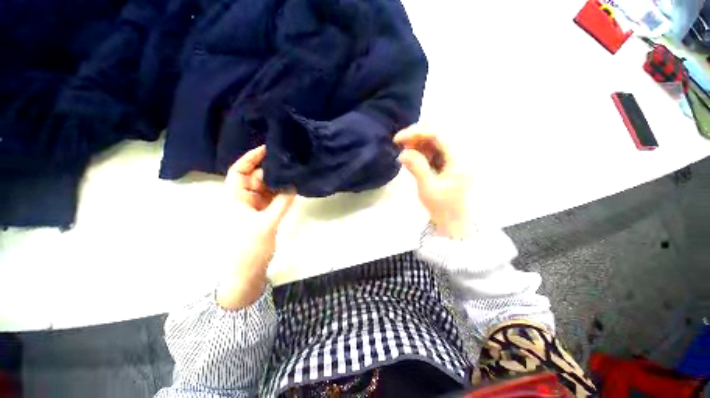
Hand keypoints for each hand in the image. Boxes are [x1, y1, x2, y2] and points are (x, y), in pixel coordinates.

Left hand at [216, 145, 295, 309]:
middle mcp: (244, 199)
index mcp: (235, 198)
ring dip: (279, 183)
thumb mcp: (266, 223)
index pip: (239, 172)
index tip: (267, 149)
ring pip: (267, 189)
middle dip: (271, 171)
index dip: (251, 159)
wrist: (246, 271)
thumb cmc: (248, 248)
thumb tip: (294, 186)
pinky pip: (273, 199)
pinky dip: (282, 194)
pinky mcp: (264, 214)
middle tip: (290, 163)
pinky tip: (293, 189)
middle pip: (257, 178)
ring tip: (294, 174)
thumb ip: (281, 203)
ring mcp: (255, 207)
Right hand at [394, 126, 475, 238]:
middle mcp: (460, 154)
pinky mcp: (450, 163)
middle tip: (401, 146)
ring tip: (406, 153)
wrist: (454, 222)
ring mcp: (455, 158)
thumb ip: (417, 167)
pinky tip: (414, 158)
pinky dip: (422, 151)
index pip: (438, 134)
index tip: (398, 139)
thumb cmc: (443, 208)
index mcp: (459, 159)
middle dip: (416, 137)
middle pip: (437, 133)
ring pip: (435, 141)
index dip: (416, 132)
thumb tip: (402, 153)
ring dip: (418, 144)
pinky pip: (435, 150)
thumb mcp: (428, 188)